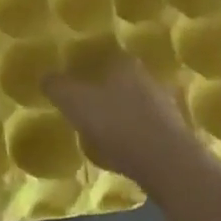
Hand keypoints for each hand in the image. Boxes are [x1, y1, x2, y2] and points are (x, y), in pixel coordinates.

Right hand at [41, 54, 206, 191]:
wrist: (166, 163)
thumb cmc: (117, 124)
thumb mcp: (75, 102)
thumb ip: (57, 87)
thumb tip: (45, 76)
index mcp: (124, 64)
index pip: (104, 58)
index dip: (87, 71)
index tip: (74, 87)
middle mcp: (148, 78)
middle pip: (120, 82)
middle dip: (104, 95)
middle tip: (85, 111)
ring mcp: (165, 106)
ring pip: (135, 106)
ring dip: (120, 117)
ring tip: (101, 136)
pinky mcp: (175, 133)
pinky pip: (146, 130)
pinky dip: (134, 137)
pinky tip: (122, 153)